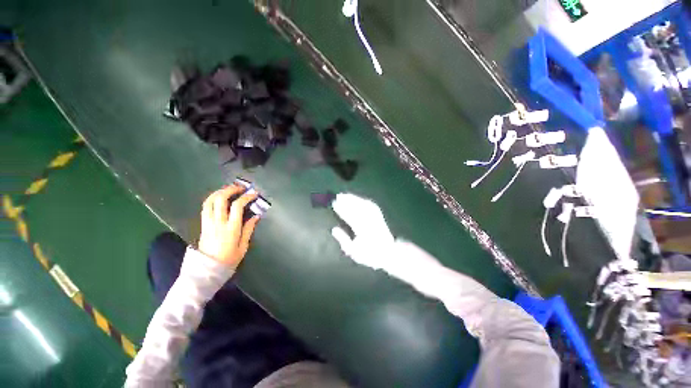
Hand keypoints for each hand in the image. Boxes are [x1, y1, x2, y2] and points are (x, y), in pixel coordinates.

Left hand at [198, 185, 259, 269]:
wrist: (206, 271)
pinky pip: (205, 207)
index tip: (254, 194)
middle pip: (220, 199)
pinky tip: (219, 199)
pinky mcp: (202, 225)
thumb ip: (249, 229)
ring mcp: (208, 223)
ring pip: (209, 201)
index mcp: (231, 228)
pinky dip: (212, 199)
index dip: (246, 197)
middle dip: (231, 190)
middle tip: (240, 188)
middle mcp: (218, 223)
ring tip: (229, 190)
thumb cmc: (228, 260)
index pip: (237, 206)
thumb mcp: (243, 247)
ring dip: (219, 192)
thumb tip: (256, 216)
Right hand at [331, 193, 394, 269]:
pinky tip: (358, 199)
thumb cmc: (369, 254)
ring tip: (344, 195)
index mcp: (361, 229)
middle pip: (356, 208)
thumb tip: (334, 229)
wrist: (388, 253)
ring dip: (354, 198)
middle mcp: (369, 221)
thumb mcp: (354, 252)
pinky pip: (370, 205)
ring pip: (363, 204)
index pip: (349, 216)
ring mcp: (375, 217)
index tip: (334, 203)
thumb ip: (343, 240)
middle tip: (337, 196)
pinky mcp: (379, 216)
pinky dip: (363, 200)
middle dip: (346, 201)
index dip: (341, 209)